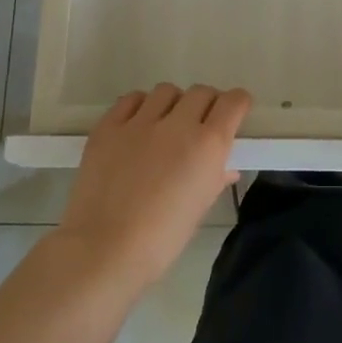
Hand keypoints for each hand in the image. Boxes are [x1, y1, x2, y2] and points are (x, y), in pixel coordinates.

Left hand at [56, 84, 250, 289]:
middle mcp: (178, 124)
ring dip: (173, 104)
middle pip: (201, 92)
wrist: (104, 251)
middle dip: (206, 105)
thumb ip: (215, 179)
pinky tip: (137, 126)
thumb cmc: (161, 239)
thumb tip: (225, 168)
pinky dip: (140, 106)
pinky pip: (131, 100)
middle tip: (198, 125)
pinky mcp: (108, 126)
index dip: (237, 104)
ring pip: (166, 91)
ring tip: (165, 125)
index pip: (233, 102)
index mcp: (208, 145)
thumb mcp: (199, 209)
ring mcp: (140, 122)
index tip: (234, 114)